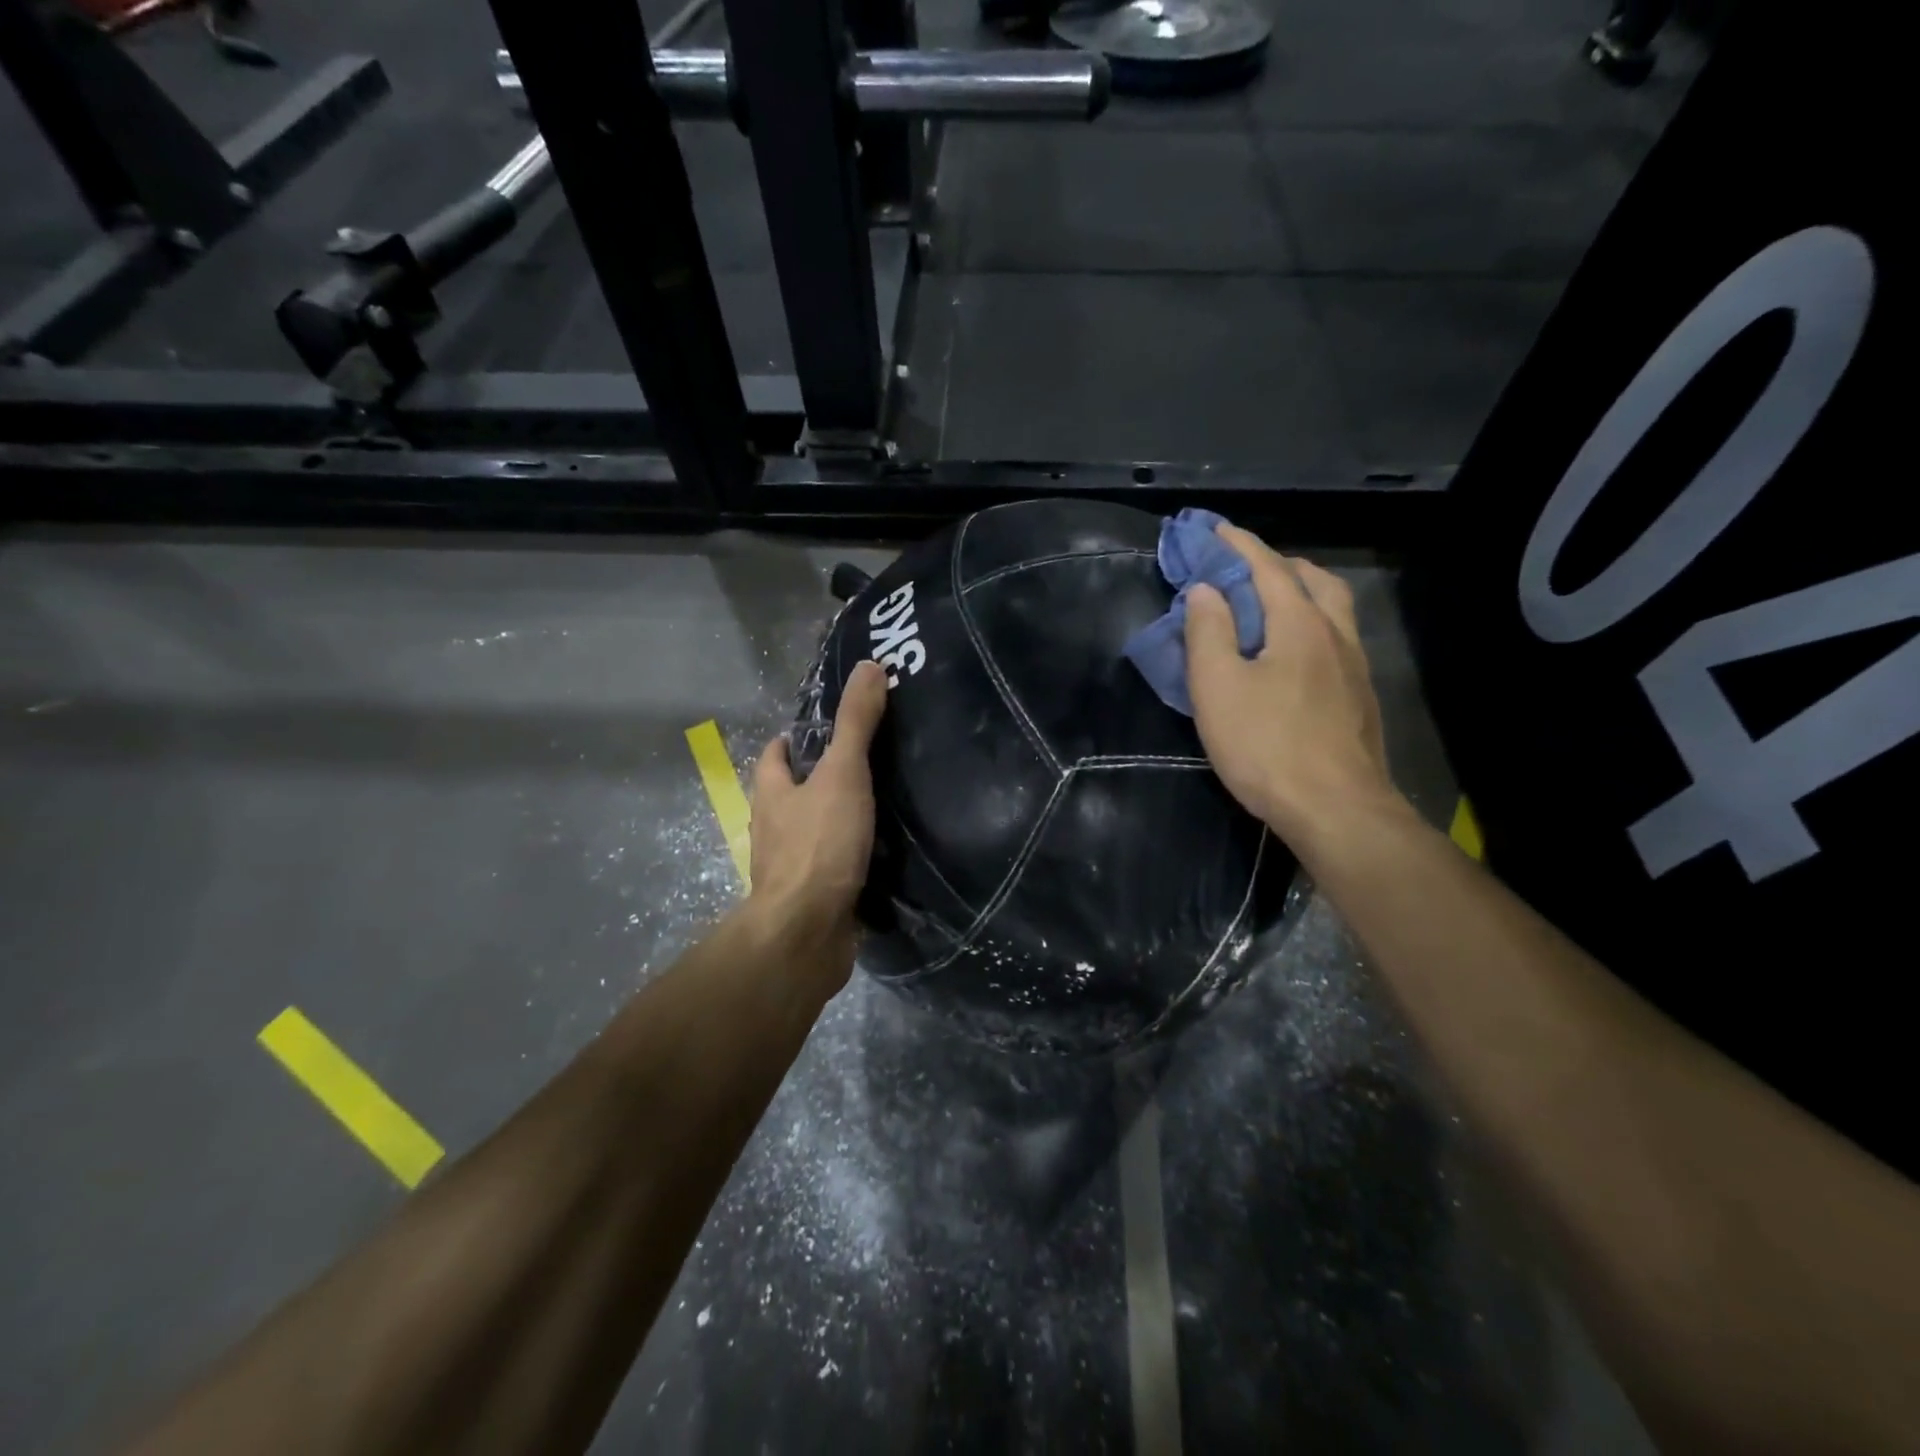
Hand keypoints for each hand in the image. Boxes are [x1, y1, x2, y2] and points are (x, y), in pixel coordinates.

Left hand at [742, 660, 889, 986]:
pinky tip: (880, 857)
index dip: (794, 739)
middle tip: (866, 764)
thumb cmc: (819, 845)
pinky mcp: (812, 900)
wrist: (807, 933)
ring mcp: (791, 868)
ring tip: (882, 806)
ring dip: (837, 821)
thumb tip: (869, 665)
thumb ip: (855, 723)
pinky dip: (850, 860)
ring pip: (813, 833)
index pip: (775, 756)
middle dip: (820, 780)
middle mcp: (774, 829)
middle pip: (792, 794)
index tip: (824, 730)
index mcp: (772, 794)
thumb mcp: (842, 773)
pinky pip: (832, 869)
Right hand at [1184, 525, 1398, 846]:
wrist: (1336, 809)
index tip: (1214, 530)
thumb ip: (1209, 633)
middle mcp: (1335, 634)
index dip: (1238, 545)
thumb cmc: (1266, 744)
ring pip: (1332, 610)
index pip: (1267, 567)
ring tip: (1269, 608)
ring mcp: (1355, 667)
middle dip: (1277, 564)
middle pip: (1313, 580)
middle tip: (1243, 570)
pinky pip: (1336, 640)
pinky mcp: (1359, 697)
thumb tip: (1206, 590)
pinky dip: (1311, 626)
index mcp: (1299, 623)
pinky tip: (1293, 656)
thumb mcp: (1218, 687)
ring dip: (1301, 594)